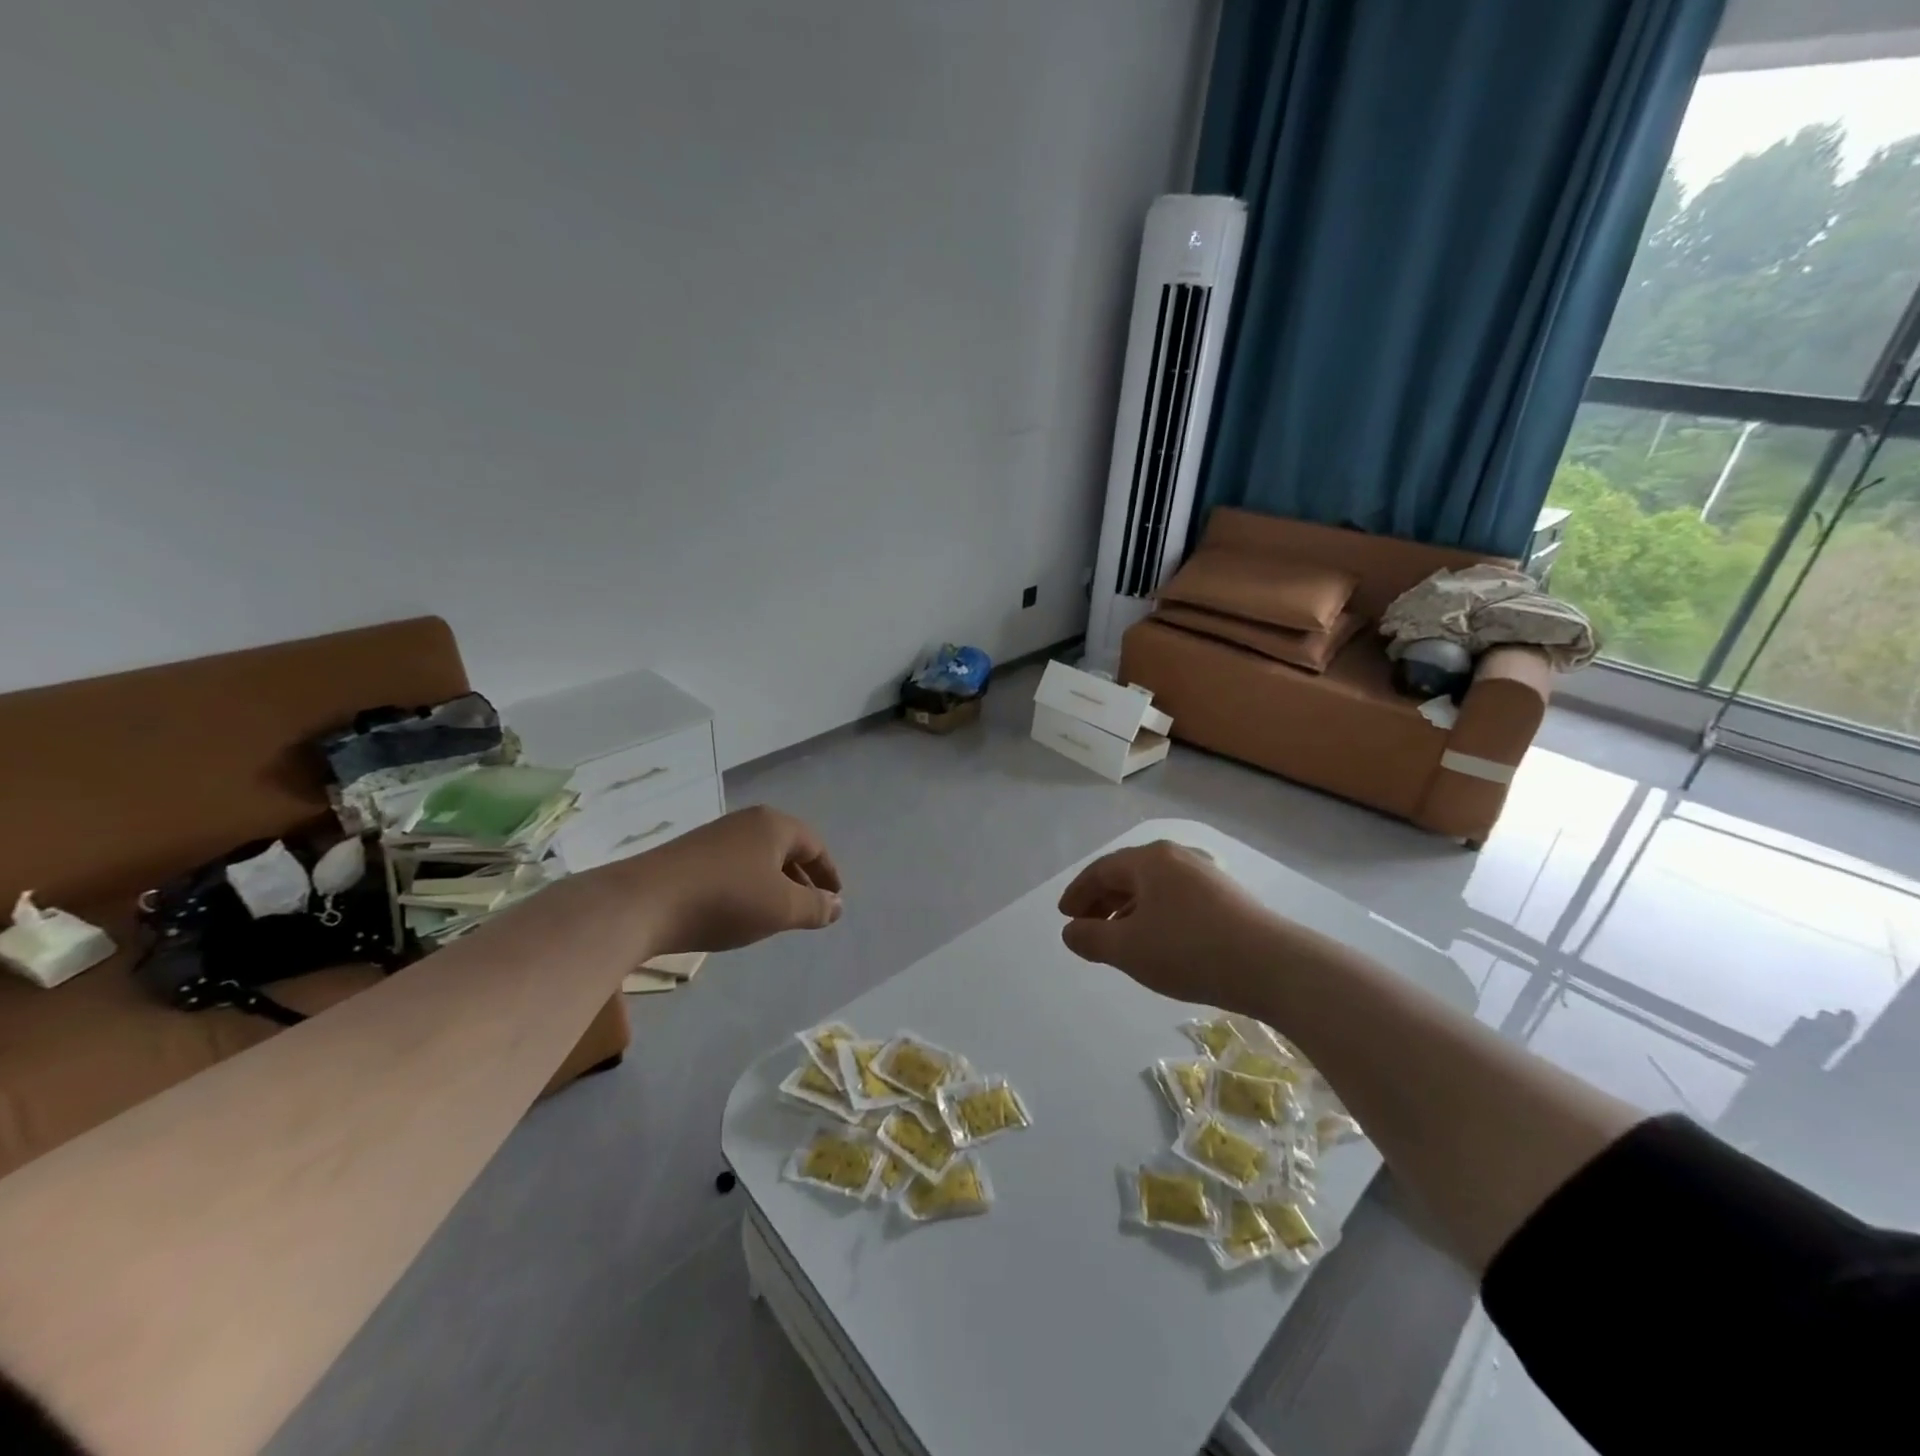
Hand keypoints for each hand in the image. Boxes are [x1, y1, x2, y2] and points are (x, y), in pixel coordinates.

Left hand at [631, 805, 842, 953]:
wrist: (642, 903)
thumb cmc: (725, 900)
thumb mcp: (781, 908)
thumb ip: (815, 907)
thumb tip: (837, 905)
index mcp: (773, 825)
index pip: (814, 845)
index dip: (829, 873)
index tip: (835, 898)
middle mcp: (745, 822)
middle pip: (785, 848)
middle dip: (802, 879)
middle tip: (810, 907)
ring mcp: (714, 837)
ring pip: (757, 859)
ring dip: (773, 884)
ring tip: (776, 914)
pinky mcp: (689, 855)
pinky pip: (733, 867)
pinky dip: (747, 886)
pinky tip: (738, 912)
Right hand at [1057, 840, 1279, 1007]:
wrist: (1272, 966)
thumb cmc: (1189, 950)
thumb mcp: (1128, 949)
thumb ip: (1091, 938)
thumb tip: (1070, 930)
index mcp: (1150, 860)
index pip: (1101, 870)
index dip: (1078, 893)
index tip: (1064, 916)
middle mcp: (1177, 857)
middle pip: (1127, 874)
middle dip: (1101, 901)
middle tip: (1085, 927)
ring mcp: (1205, 875)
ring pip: (1153, 887)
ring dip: (1127, 910)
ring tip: (1118, 938)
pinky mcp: (1226, 897)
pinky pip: (1175, 898)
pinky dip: (1154, 914)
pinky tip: (1157, 940)